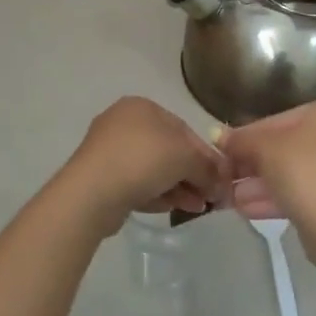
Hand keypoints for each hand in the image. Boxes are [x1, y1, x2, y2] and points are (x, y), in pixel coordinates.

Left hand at [56, 96, 228, 234]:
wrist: (92, 192)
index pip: (184, 129)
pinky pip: (136, 183)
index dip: (206, 155)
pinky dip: (156, 193)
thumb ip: (208, 167)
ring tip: (196, 208)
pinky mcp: (101, 177)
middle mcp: (123, 123)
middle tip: (210, 197)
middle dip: (192, 174)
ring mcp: (109, 151)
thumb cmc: (143, 160)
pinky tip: (171, 208)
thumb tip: (222, 181)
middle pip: (169, 150)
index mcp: (142, 107)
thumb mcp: (186, 158)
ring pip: (153, 169)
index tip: (221, 178)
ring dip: (178, 187)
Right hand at [218, 101, 315, 264]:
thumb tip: (216, 134)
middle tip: (223, 175)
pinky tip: (244, 209)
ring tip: (228, 196)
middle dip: (250, 164)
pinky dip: (272, 198)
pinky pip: (297, 193)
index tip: (222, 151)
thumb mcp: (263, 149)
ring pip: (287, 173)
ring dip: (256, 184)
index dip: (245, 136)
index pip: (275, 120)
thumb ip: (239, 140)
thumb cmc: (302, 171)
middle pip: (281, 147)